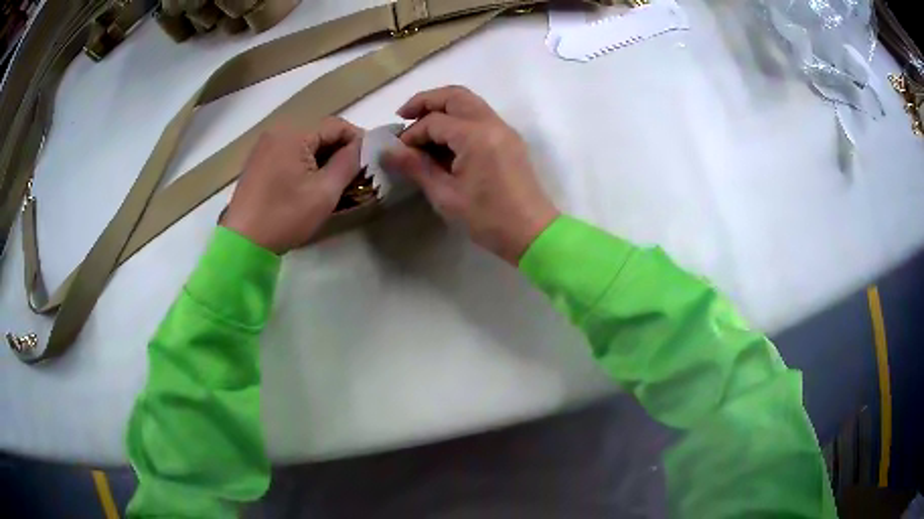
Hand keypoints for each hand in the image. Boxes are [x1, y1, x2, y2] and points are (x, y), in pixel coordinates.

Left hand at [222, 118, 362, 253]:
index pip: (336, 125)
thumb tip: (361, 146)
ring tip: (333, 180)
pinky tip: (308, 183)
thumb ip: (348, 163)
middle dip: (339, 150)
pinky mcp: (257, 161)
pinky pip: (288, 152)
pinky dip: (303, 162)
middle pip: (319, 132)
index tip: (370, 160)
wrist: (243, 243)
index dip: (357, 140)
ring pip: (304, 143)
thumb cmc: (285, 216)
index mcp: (294, 134)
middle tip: (353, 173)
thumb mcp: (325, 192)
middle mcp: (277, 131)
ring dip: (321, 157)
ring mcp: (264, 146)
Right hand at [381, 86, 558, 264]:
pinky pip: (480, 116)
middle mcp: (492, 123)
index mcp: (476, 136)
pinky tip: (445, 140)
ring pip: (469, 102)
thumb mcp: (446, 195)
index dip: (412, 134)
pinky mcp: (509, 140)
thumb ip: (416, 167)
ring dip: (443, 108)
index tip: (398, 152)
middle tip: (404, 115)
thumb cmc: (488, 218)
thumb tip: (388, 151)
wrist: (532, 233)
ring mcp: (504, 130)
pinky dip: (459, 119)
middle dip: (426, 101)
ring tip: (421, 127)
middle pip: (455, 95)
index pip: (434, 121)